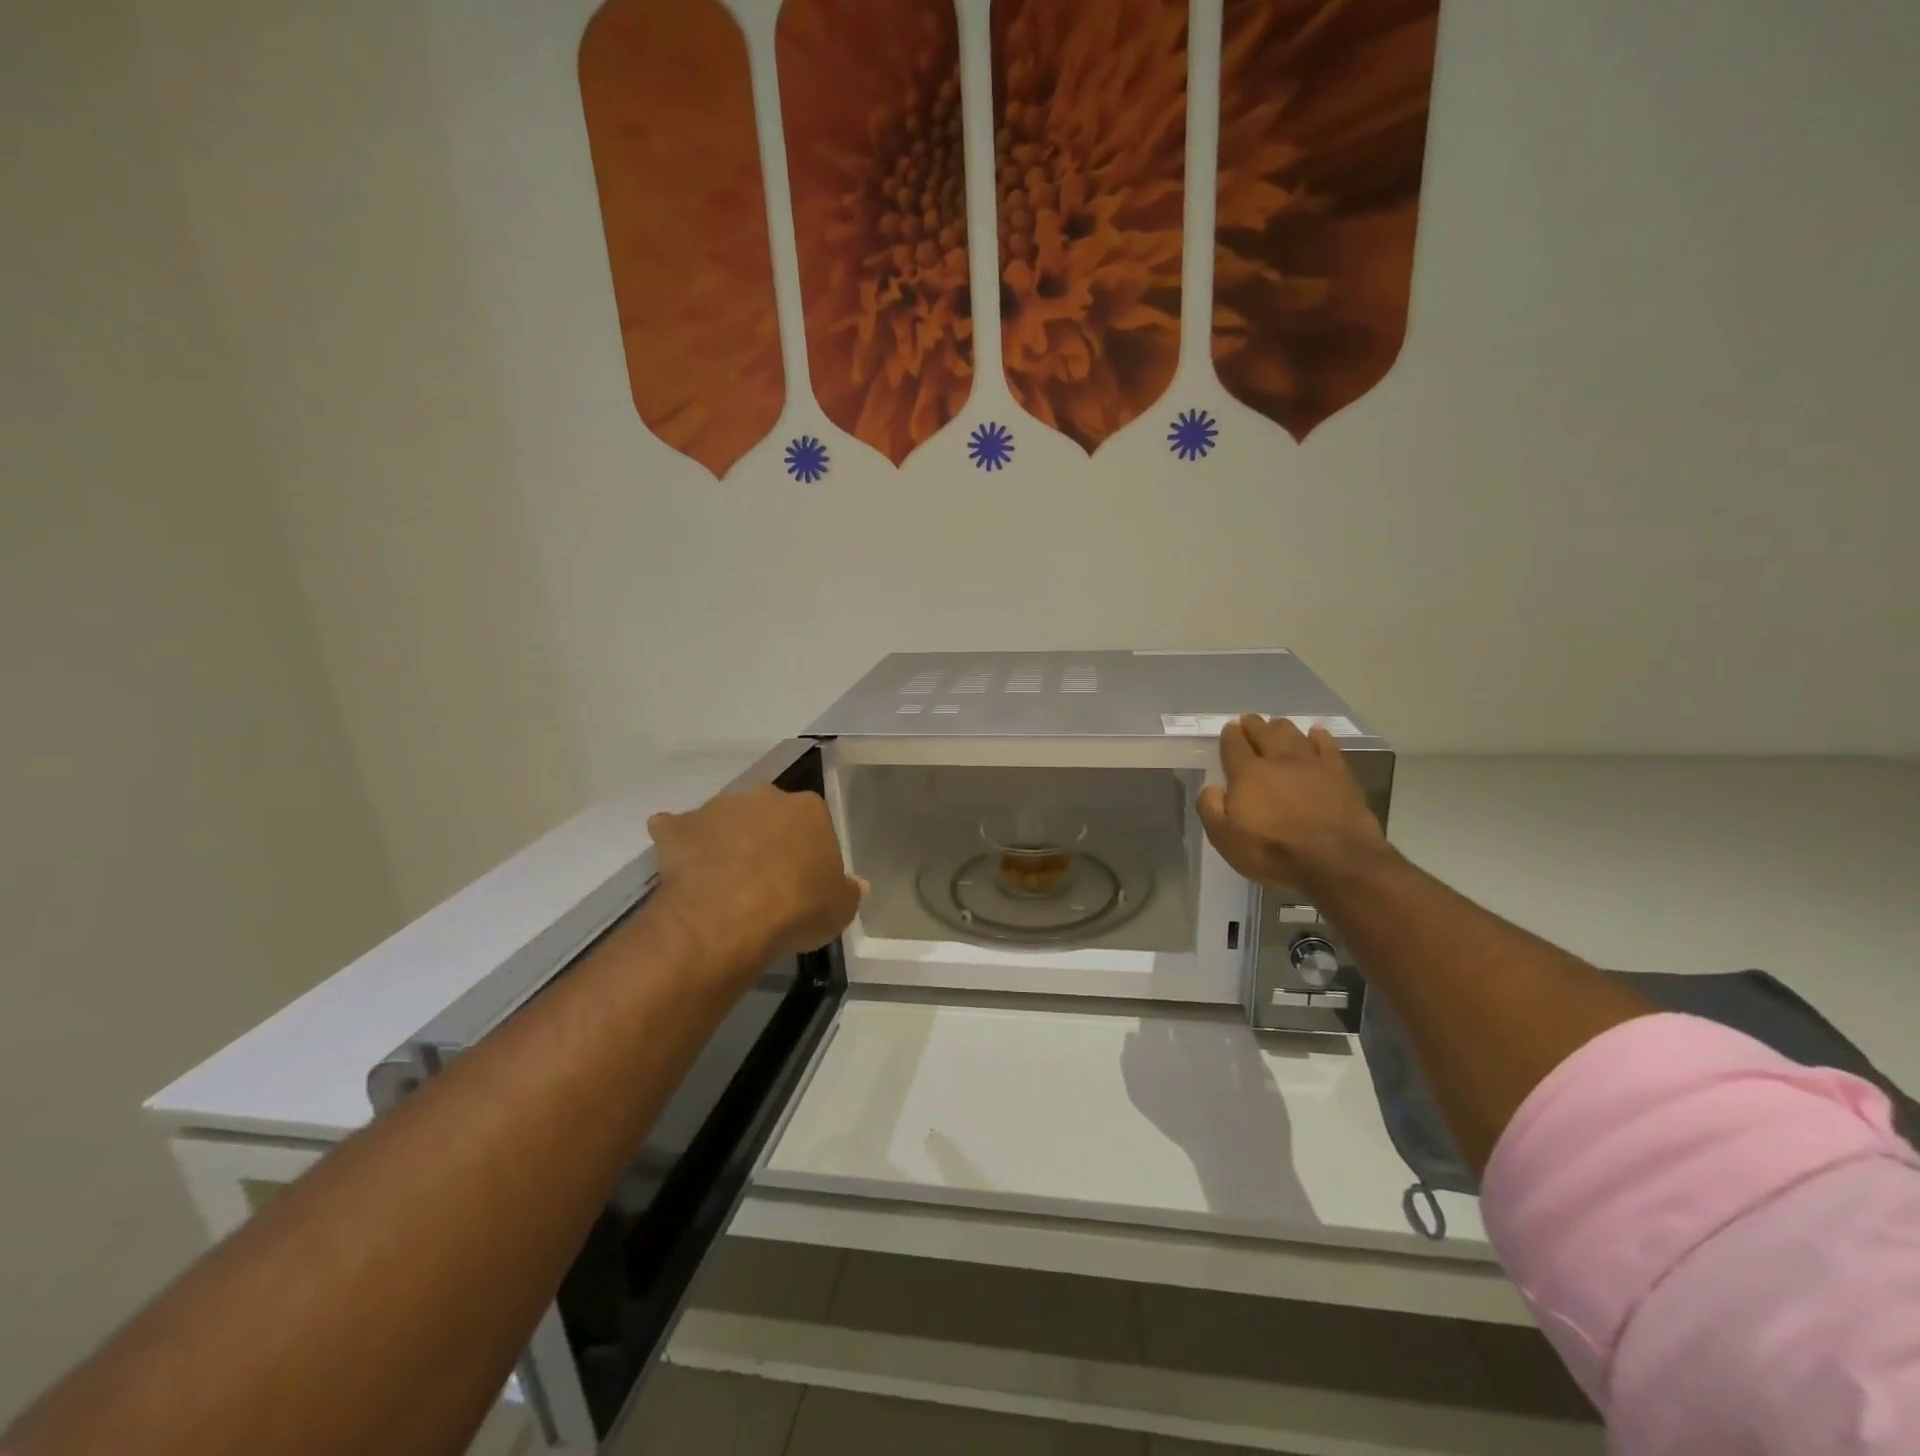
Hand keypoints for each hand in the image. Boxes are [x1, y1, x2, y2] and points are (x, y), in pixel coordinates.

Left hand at [647, 786, 865, 980]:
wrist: (731, 916)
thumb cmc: (798, 907)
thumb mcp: (840, 908)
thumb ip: (848, 891)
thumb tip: (857, 884)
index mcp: (808, 809)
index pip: (813, 821)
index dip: (807, 849)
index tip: (802, 876)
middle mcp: (764, 797)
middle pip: (767, 813)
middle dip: (765, 836)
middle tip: (763, 875)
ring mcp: (718, 808)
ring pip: (724, 819)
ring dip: (724, 839)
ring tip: (722, 878)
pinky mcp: (679, 828)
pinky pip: (676, 830)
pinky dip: (678, 842)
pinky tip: (680, 865)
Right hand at [1196, 715, 1389, 889]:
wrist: (1335, 860)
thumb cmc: (1273, 851)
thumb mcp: (1225, 838)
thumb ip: (1211, 809)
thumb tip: (1211, 788)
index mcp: (1248, 774)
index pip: (1234, 746)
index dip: (1230, 735)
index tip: (1229, 728)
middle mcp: (1278, 760)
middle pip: (1264, 734)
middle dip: (1254, 725)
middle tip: (1249, 720)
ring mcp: (1312, 764)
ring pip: (1294, 735)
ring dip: (1282, 727)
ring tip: (1277, 723)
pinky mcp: (1340, 774)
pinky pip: (1327, 746)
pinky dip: (1319, 737)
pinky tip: (1316, 733)